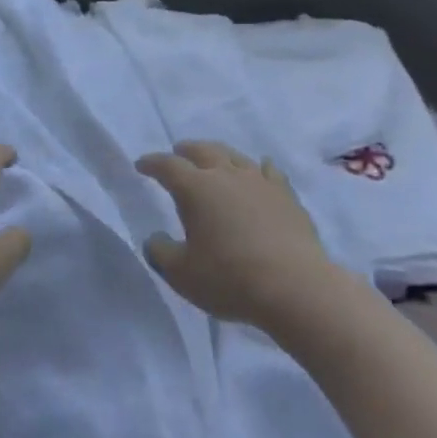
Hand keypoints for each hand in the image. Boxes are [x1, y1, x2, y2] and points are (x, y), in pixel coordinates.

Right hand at [138, 141, 338, 329]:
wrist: (295, 286)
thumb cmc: (230, 278)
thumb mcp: (182, 274)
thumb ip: (161, 253)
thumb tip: (154, 238)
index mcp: (196, 188)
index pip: (167, 166)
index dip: (152, 163)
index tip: (141, 165)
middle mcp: (226, 175)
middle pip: (202, 151)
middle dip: (186, 150)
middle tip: (178, 152)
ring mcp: (259, 181)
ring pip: (234, 156)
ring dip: (219, 155)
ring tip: (214, 160)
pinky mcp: (286, 196)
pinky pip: (269, 172)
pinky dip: (259, 168)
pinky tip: (261, 168)